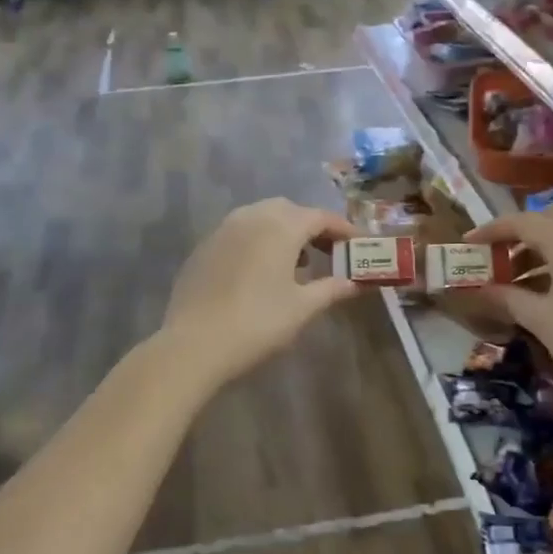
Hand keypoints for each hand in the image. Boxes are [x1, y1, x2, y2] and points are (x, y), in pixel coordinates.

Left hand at [161, 199, 360, 385]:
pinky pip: (239, 232)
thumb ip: (331, 289)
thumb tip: (355, 282)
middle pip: (290, 210)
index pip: (320, 217)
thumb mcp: (302, 307)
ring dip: (283, 231)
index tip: (358, 244)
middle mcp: (252, 217)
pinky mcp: (204, 247)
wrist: (195, 343)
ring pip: (261, 217)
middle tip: (328, 252)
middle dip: (311, 226)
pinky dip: (258, 241)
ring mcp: (223, 229)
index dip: (343, 229)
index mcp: (281, 226)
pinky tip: (261, 271)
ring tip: (296, 262)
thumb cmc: (258, 322)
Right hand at [466, 206, 552, 406]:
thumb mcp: (542, 321)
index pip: (525, 221)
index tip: (468, 244)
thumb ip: (508, 298)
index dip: (493, 230)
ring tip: (514, 279)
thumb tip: (478, 290)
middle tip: (496, 257)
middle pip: (550, 218)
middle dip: (519, 233)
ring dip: (539, 248)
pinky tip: (544, 290)